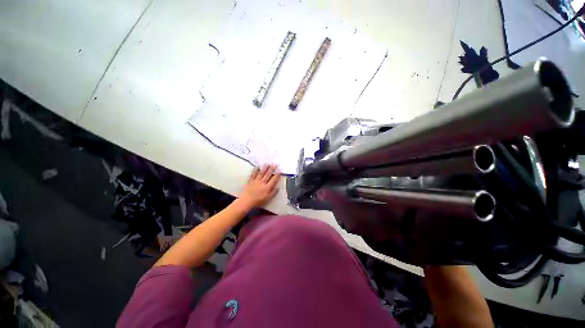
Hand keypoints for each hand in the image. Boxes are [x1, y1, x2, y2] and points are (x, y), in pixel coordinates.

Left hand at [238, 164, 280, 208]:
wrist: (246, 201)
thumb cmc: (257, 201)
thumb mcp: (267, 199)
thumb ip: (273, 193)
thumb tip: (277, 187)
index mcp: (267, 187)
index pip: (273, 180)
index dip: (277, 175)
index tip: (280, 171)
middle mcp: (262, 183)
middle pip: (268, 175)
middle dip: (272, 169)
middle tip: (274, 164)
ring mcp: (256, 181)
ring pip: (261, 173)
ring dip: (265, 168)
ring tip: (268, 164)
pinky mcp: (250, 181)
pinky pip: (253, 174)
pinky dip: (255, 170)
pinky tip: (257, 166)